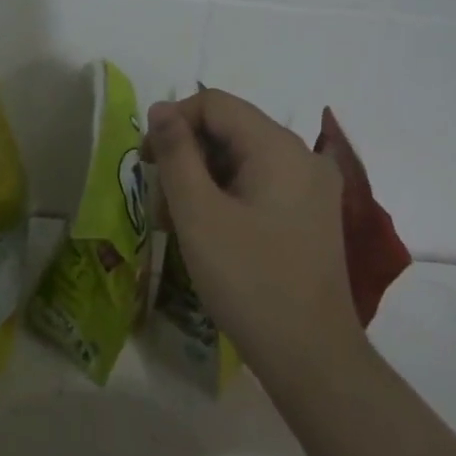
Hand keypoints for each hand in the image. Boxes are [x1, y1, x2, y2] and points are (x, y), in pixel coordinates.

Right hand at [143, 90, 357, 360]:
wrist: (309, 352)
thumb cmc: (247, 279)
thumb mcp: (198, 214)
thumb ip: (176, 154)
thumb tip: (161, 109)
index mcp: (278, 147)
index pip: (215, 104)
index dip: (173, 122)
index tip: (145, 162)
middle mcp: (301, 156)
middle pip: (230, 130)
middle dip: (186, 157)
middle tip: (158, 201)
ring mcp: (311, 187)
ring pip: (242, 160)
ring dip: (202, 181)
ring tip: (176, 225)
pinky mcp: (309, 214)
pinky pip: (259, 186)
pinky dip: (226, 197)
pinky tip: (206, 233)